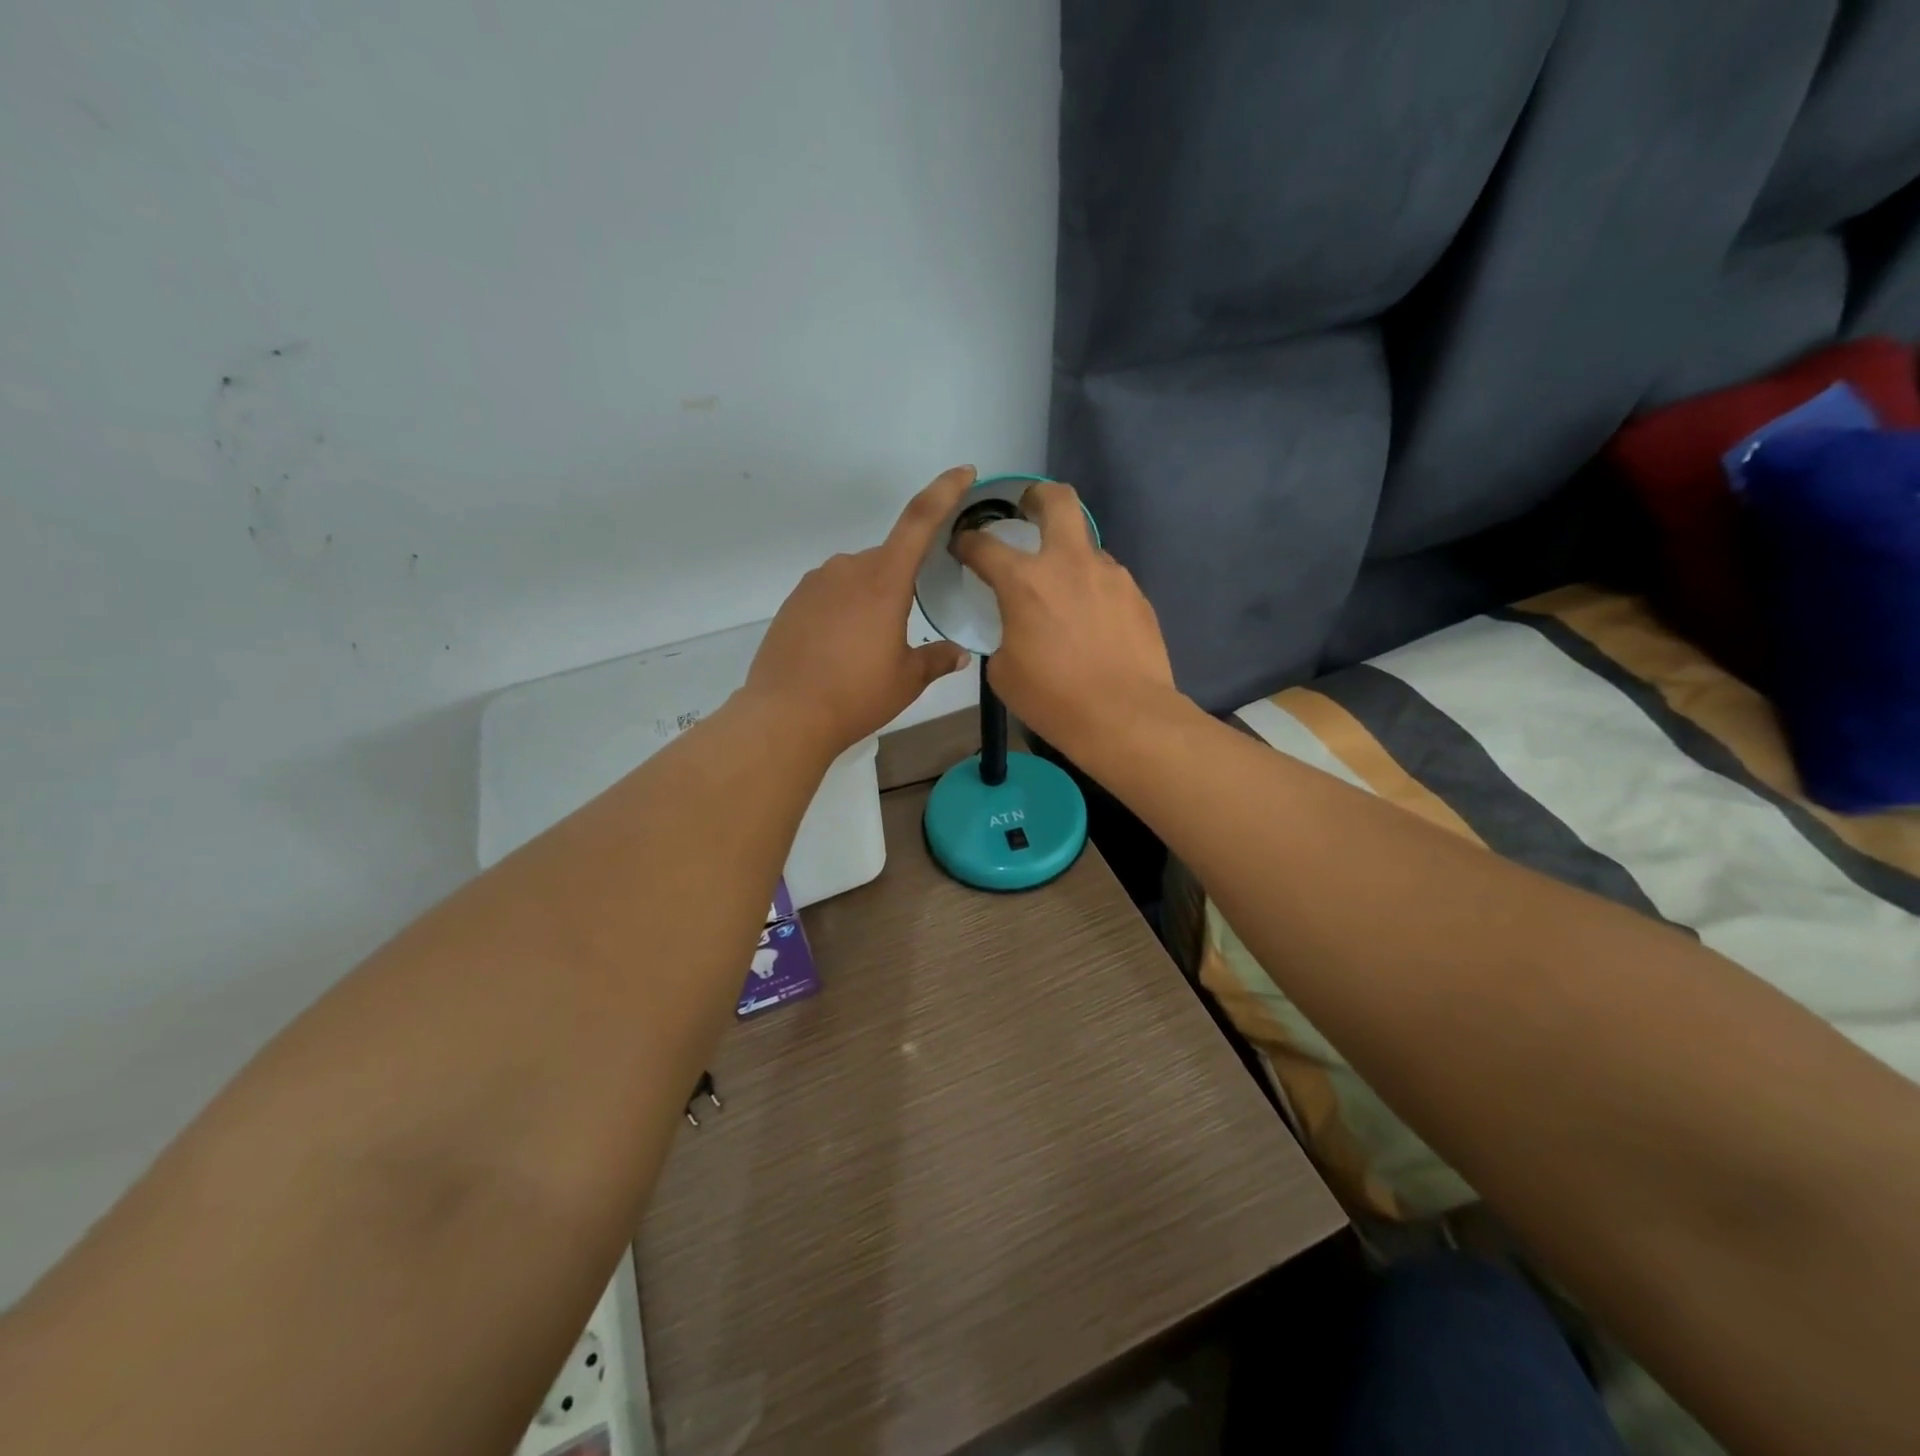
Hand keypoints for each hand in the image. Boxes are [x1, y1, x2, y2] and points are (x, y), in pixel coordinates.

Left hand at [743, 466, 976, 755]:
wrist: (785, 714)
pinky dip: (844, 611)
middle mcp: (848, 569)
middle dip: (903, 584)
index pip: (920, 520)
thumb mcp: (907, 680)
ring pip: (858, 578)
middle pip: (888, 559)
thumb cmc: (856, 695)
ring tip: (870, 649)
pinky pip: (831, 594)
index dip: (944, 491)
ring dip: (872, 600)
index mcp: (884, 579)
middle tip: (905, 630)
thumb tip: (960, 653)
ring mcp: (816, 582)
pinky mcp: (794, 601)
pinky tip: (841, 649)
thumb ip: (937, 659)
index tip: (963, 472)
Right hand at [952, 481, 1177, 756]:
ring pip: (1086, 545)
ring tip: (1065, 592)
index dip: (967, 541)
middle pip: (1058, 500)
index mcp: (1025, 581)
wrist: (1124, 716)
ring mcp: (1110, 576)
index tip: (962, 546)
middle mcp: (1069, 564)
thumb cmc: (1053, 698)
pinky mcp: (1137, 596)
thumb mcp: (1004, 672)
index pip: (984, 545)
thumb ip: (1004, 634)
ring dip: (1069, 556)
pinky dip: (1093, 589)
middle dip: (1037, 496)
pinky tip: (1093, 622)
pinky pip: (1108, 580)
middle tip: (1028, 511)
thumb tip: (1016, 628)